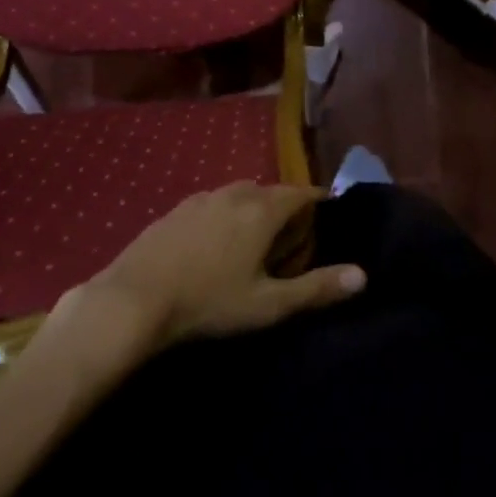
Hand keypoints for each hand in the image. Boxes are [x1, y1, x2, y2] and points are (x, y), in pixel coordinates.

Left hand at [80, 182, 365, 346]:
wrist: (132, 300)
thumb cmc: (209, 302)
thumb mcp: (268, 304)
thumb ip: (316, 289)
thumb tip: (362, 275)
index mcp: (262, 209)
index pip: (301, 193)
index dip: (317, 201)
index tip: (328, 215)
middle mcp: (235, 192)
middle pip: (270, 192)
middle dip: (285, 209)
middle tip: (292, 239)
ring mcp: (201, 198)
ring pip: (240, 196)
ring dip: (253, 211)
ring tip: (254, 243)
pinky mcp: (175, 210)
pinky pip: (212, 205)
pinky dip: (224, 217)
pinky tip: (214, 246)